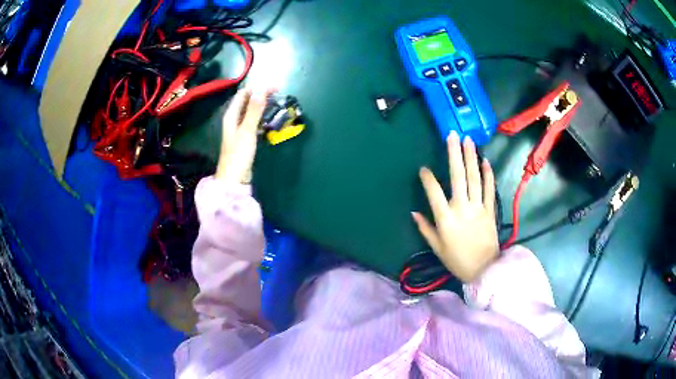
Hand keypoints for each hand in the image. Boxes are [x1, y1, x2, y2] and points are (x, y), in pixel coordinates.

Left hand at [215, 87, 273, 183]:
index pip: (244, 93)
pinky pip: (253, 121)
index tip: (275, 87)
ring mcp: (238, 128)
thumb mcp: (247, 131)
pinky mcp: (244, 137)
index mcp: (231, 115)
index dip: (258, 88)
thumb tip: (261, 91)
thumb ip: (254, 111)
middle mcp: (233, 119)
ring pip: (251, 111)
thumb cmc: (239, 154)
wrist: (233, 178)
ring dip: (262, 105)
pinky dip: (261, 117)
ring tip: (277, 102)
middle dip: (261, 94)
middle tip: (279, 93)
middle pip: (247, 101)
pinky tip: (270, 119)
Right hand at [412, 131, 498, 282]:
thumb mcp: (437, 247)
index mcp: (445, 218)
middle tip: (452, 135)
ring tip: (468, 140)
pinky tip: (486, 160)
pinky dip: (488, 174)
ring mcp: (478, 207)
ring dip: (471, 157)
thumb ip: (425, 228)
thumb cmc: (457, 260)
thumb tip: (414, 212)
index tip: (423, 169)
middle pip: (458, 176)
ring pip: (475, 178)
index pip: (434, 192)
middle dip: (454, 154)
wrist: (484, 269)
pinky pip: (489, 189)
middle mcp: (462, 208)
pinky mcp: (490, 209)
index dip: (427, 178)